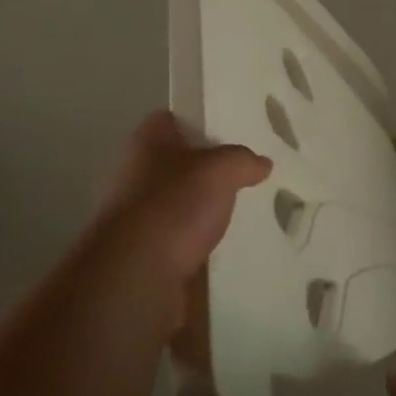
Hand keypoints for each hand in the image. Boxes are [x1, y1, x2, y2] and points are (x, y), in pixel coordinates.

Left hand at [92, 111, 271, 286]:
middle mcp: (134, 173)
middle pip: (177, 162)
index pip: (172, 120)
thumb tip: (261, 164)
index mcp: (145, 142)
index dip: (200, 121)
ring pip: (179, 202)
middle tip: (245, 174)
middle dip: (207, 169)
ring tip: (242, 211)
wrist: (137, 275)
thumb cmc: (175, 205)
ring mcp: (135, 215)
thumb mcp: (222, 170)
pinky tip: (226, 244)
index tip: (230, 132)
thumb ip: (243, 161)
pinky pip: (179, 238)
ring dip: (203, 208)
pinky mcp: (143, 252)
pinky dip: (198, 241)